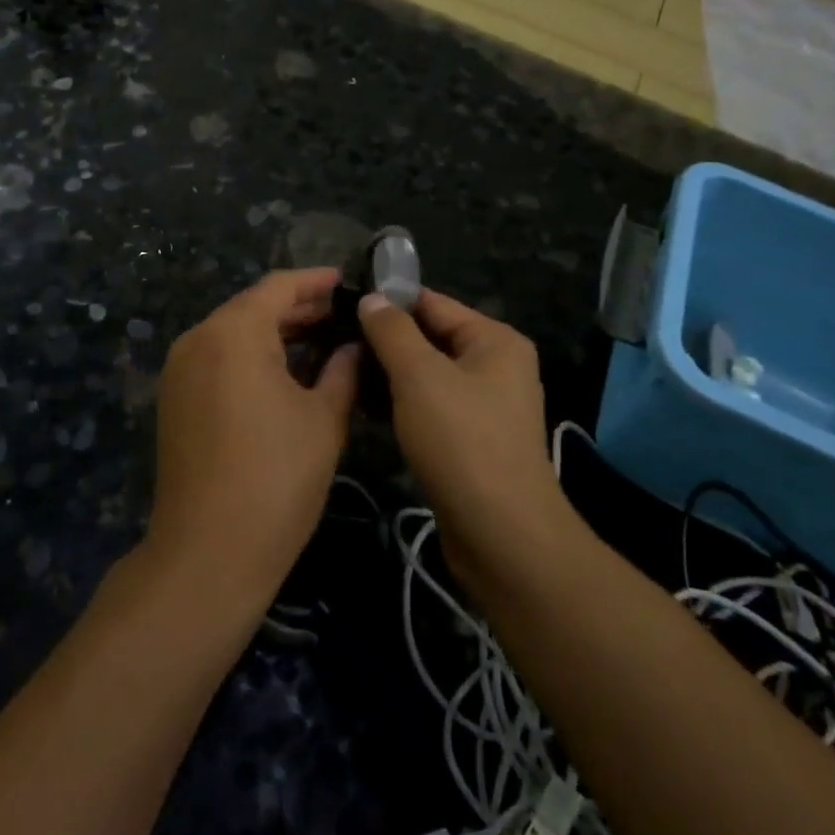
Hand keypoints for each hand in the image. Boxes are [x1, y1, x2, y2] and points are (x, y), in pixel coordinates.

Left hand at [149, 269, 359, 599]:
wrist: (208, 553)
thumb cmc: (275, 479)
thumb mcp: (322, 419)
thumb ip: (342, 370)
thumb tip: (353, 345)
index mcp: (233, 332)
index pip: (279, 287)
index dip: (316, 282)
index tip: (349, 281)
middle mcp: (198, 339)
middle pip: (252, 307)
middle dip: (298, 308)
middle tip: (343, 315)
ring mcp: (179, 370)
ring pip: (233, 334)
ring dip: (274, 333)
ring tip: (322, 340)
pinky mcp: (174, 399)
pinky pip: (217, 359)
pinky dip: (251, 356)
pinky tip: (286, 371)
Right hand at [357, 289, 568, 588]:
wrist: (501, 535)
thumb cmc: (462, 442)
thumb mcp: (420, 377)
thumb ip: (392, 331)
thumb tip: (372, 298)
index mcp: (494, 341)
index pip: (433, 304)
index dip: (388, 302)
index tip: (340, 305)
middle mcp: (495, 367)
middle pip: (430, 339)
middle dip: (384, 342)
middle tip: (333, 343)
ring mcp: (484, 406)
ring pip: (426, 377)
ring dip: (388, 376)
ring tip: (341, 373)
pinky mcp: (471, 441)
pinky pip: (430, 408)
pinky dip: (401, 405)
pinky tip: (364, 409)